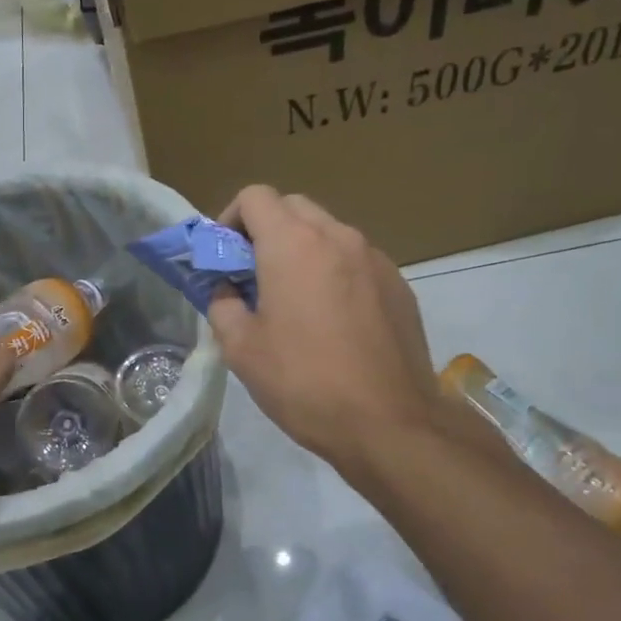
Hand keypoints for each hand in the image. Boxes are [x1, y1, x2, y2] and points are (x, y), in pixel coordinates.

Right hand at [207, 187, 471, 473]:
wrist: (390, 423)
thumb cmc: (304, 382)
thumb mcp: (241, 349)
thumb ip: (222, 305)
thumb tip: (227, 291)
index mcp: (293, 243)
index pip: (255, 196)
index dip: (230, 219)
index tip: (225, 257)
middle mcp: (337, 236)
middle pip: (292, 206)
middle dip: (266, 229)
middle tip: (254, 275)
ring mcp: (374, 257)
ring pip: (328, 231)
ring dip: (302, 249)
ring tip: (294, 299)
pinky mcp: (398, 283)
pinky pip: (356, 259)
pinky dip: (334, 270)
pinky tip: (333, 319)